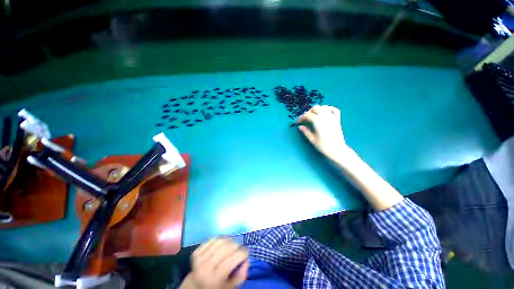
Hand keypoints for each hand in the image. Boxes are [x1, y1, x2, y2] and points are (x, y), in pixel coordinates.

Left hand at [180, 238, 248, 288]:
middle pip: (225, 248)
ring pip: (219, 241)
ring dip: (229, 240)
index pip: (231, 261)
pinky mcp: (196, 252)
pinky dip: (220, 238)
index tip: (247, 252)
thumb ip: (241, 275)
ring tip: (233, 244)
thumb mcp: (230, 288)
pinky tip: (224, 242)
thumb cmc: (216, 287)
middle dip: (237, 245)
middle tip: (240, 248)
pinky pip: (211, 240)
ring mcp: (199, 259)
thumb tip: (246, 259)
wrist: (195, 287)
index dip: (242, 253)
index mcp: (214, 280)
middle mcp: (206, 268)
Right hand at [296, 105, 348, 161]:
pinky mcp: (337, 119)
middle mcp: (325, 117)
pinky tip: (325, 111)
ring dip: (317, 109)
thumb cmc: (323, 146)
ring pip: (323, 107)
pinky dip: (328, 108)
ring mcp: (332, 117)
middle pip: (315, 109)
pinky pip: (334, 109)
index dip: (301, 118)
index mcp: (317, 122)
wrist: (337, 150)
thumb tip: (300, 126)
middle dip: (308, 112)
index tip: (297, 122)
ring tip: (313, 115)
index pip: (307, 115)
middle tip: (304, 119)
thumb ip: (305, 131)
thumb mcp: (312, 139)